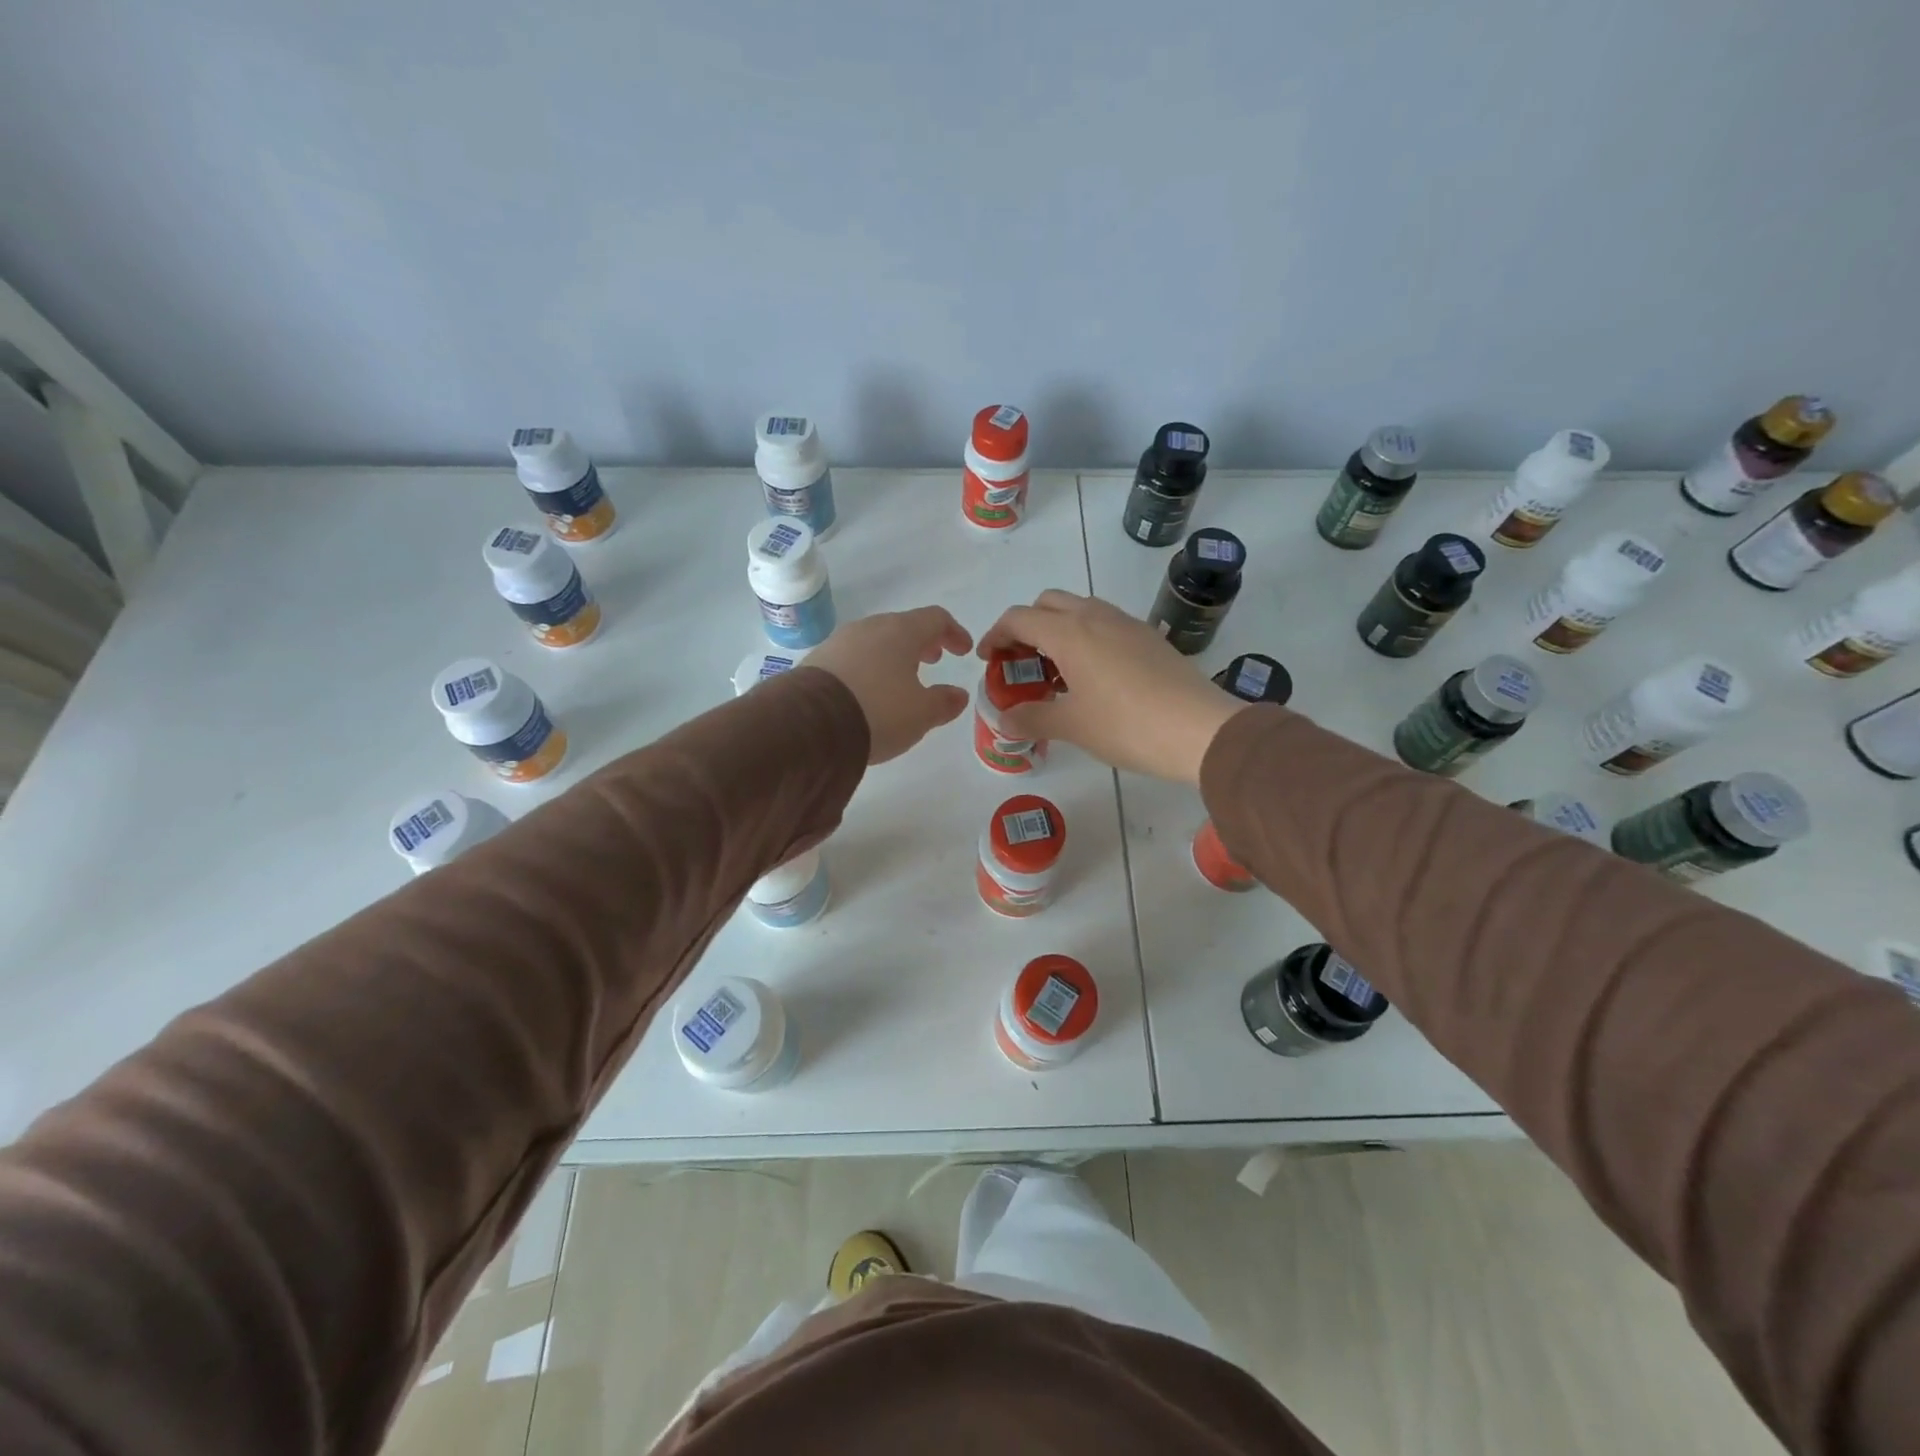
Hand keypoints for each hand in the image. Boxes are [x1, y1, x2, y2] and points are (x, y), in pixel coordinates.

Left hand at [807, 606, 974, 764]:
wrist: (810, 724)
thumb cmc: (879, 711)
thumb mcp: (921, 714)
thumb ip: (944, 702)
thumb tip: (959, 694)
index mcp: (901, 632)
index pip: (935, 619)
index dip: (954, 633)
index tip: (963, 651)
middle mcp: (870, 628)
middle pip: (903, 627)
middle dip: (921, 643)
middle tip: (933, 661)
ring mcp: (839, 642)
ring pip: (875, 641)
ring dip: (893, 655)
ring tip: (900, 680)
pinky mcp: (817, 661)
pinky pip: (852, 657)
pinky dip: (868, 668)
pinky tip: (868, 692)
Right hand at [977, 591, 1247, 782]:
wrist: (1200, 730)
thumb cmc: (1127, 725)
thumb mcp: (1072, 726)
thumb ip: (1032, 718)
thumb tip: (1005, 721)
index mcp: (1069, 632)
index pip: (1019, 618)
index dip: (996, 635)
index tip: (987, 659)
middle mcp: (1095, 617)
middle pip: (1047, 603)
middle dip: (1026, 626)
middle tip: (1020, 662)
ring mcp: (1126, 623)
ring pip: (1079, 609)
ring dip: (1057, 629)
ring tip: (1055, 671)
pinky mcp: (1148, 637)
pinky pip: (1104, 623)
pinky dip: (1085, 637)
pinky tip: (1092, 676)